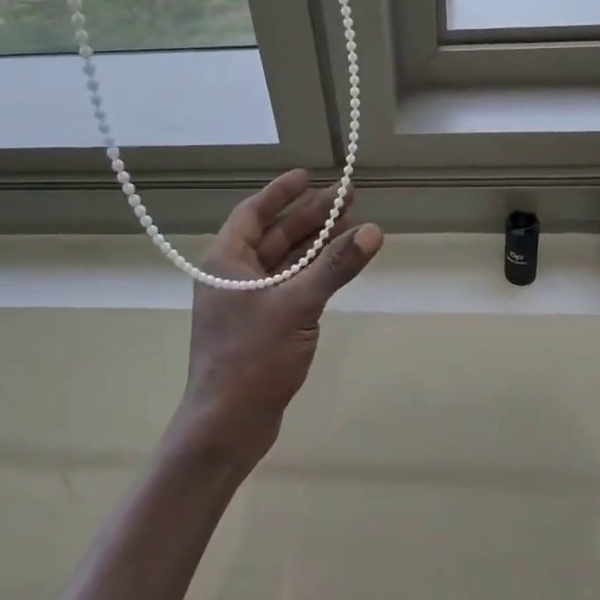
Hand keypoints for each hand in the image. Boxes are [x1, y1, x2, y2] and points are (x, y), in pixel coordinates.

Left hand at [173, 170, 383, 468]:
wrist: (227, 424)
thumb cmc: (252, 357)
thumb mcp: (297, 305)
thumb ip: (334, 267)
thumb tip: (373, 231)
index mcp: (226, 261)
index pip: (253, 212)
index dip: (281, 192)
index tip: (310, 175)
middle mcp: (233, 276)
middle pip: (275, 234)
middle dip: (310, 216)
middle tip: (348, 198)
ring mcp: (248, 302)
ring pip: (285, 261)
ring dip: (315, 244)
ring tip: (351, 224)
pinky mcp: (263, 326)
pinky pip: (290, 286)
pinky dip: (313, 273)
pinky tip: (338, 265)